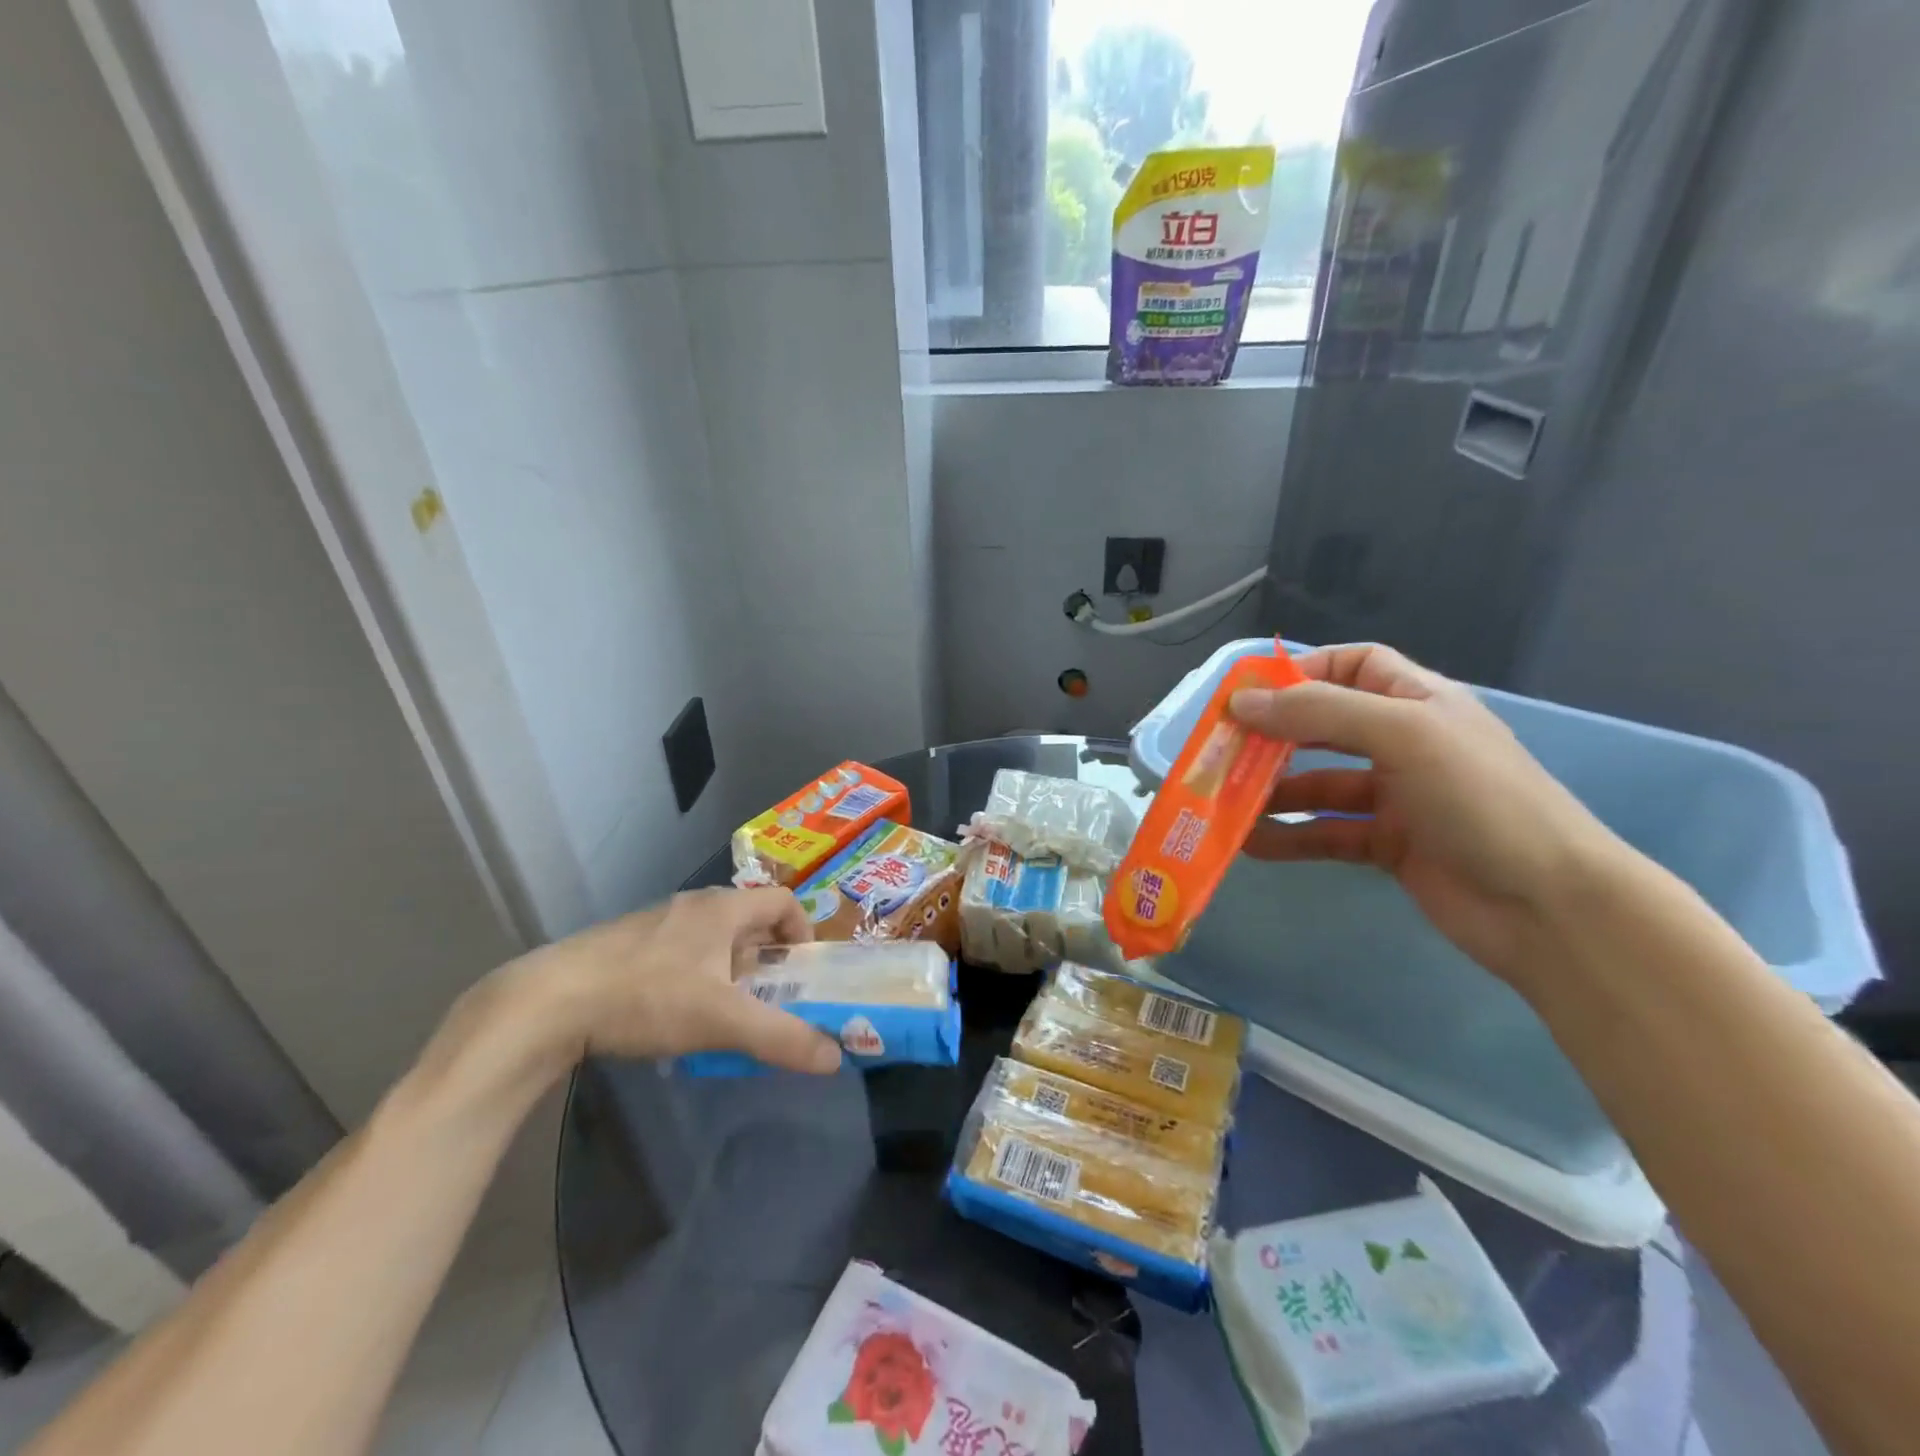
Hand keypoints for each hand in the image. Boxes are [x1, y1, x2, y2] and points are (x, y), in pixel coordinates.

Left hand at [499, 887, 842, 1075]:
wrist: (547, 1003)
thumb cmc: (647, 996)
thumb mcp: (722, 1021)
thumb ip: (782, 1038)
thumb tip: (836, 1057)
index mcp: (722, 908)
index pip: (782, 900)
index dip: (803, 931)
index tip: (803, 972)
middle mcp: (693, 906)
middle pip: (749, 922)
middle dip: (767, 960)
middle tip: (769, 1001)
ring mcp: (656, 923)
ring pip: (712, 939)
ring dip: (730, 971)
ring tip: (723, 1015)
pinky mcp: (625, 946)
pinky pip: (679, 953)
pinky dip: (694, 978)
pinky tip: (673, 1018)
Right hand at [1230, 643, 1629, 989]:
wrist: (1548, 905)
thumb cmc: (1479, 799)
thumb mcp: (1401, 734)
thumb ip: (1319, 712)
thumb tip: (1241, 702)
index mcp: (1418, 701)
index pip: (1353, 665)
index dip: (1302, 671)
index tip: (1249, 693)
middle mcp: (1405, 743)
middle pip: (1325, 725)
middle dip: (1273, 735)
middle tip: (1221, 749)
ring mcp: (1397, 797)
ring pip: (1319, 784)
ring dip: (1273, 791)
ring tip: (1225, 801)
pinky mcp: (1388, 845)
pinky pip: (1326, 833)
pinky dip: (1290, 836)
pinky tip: (1251, 844)